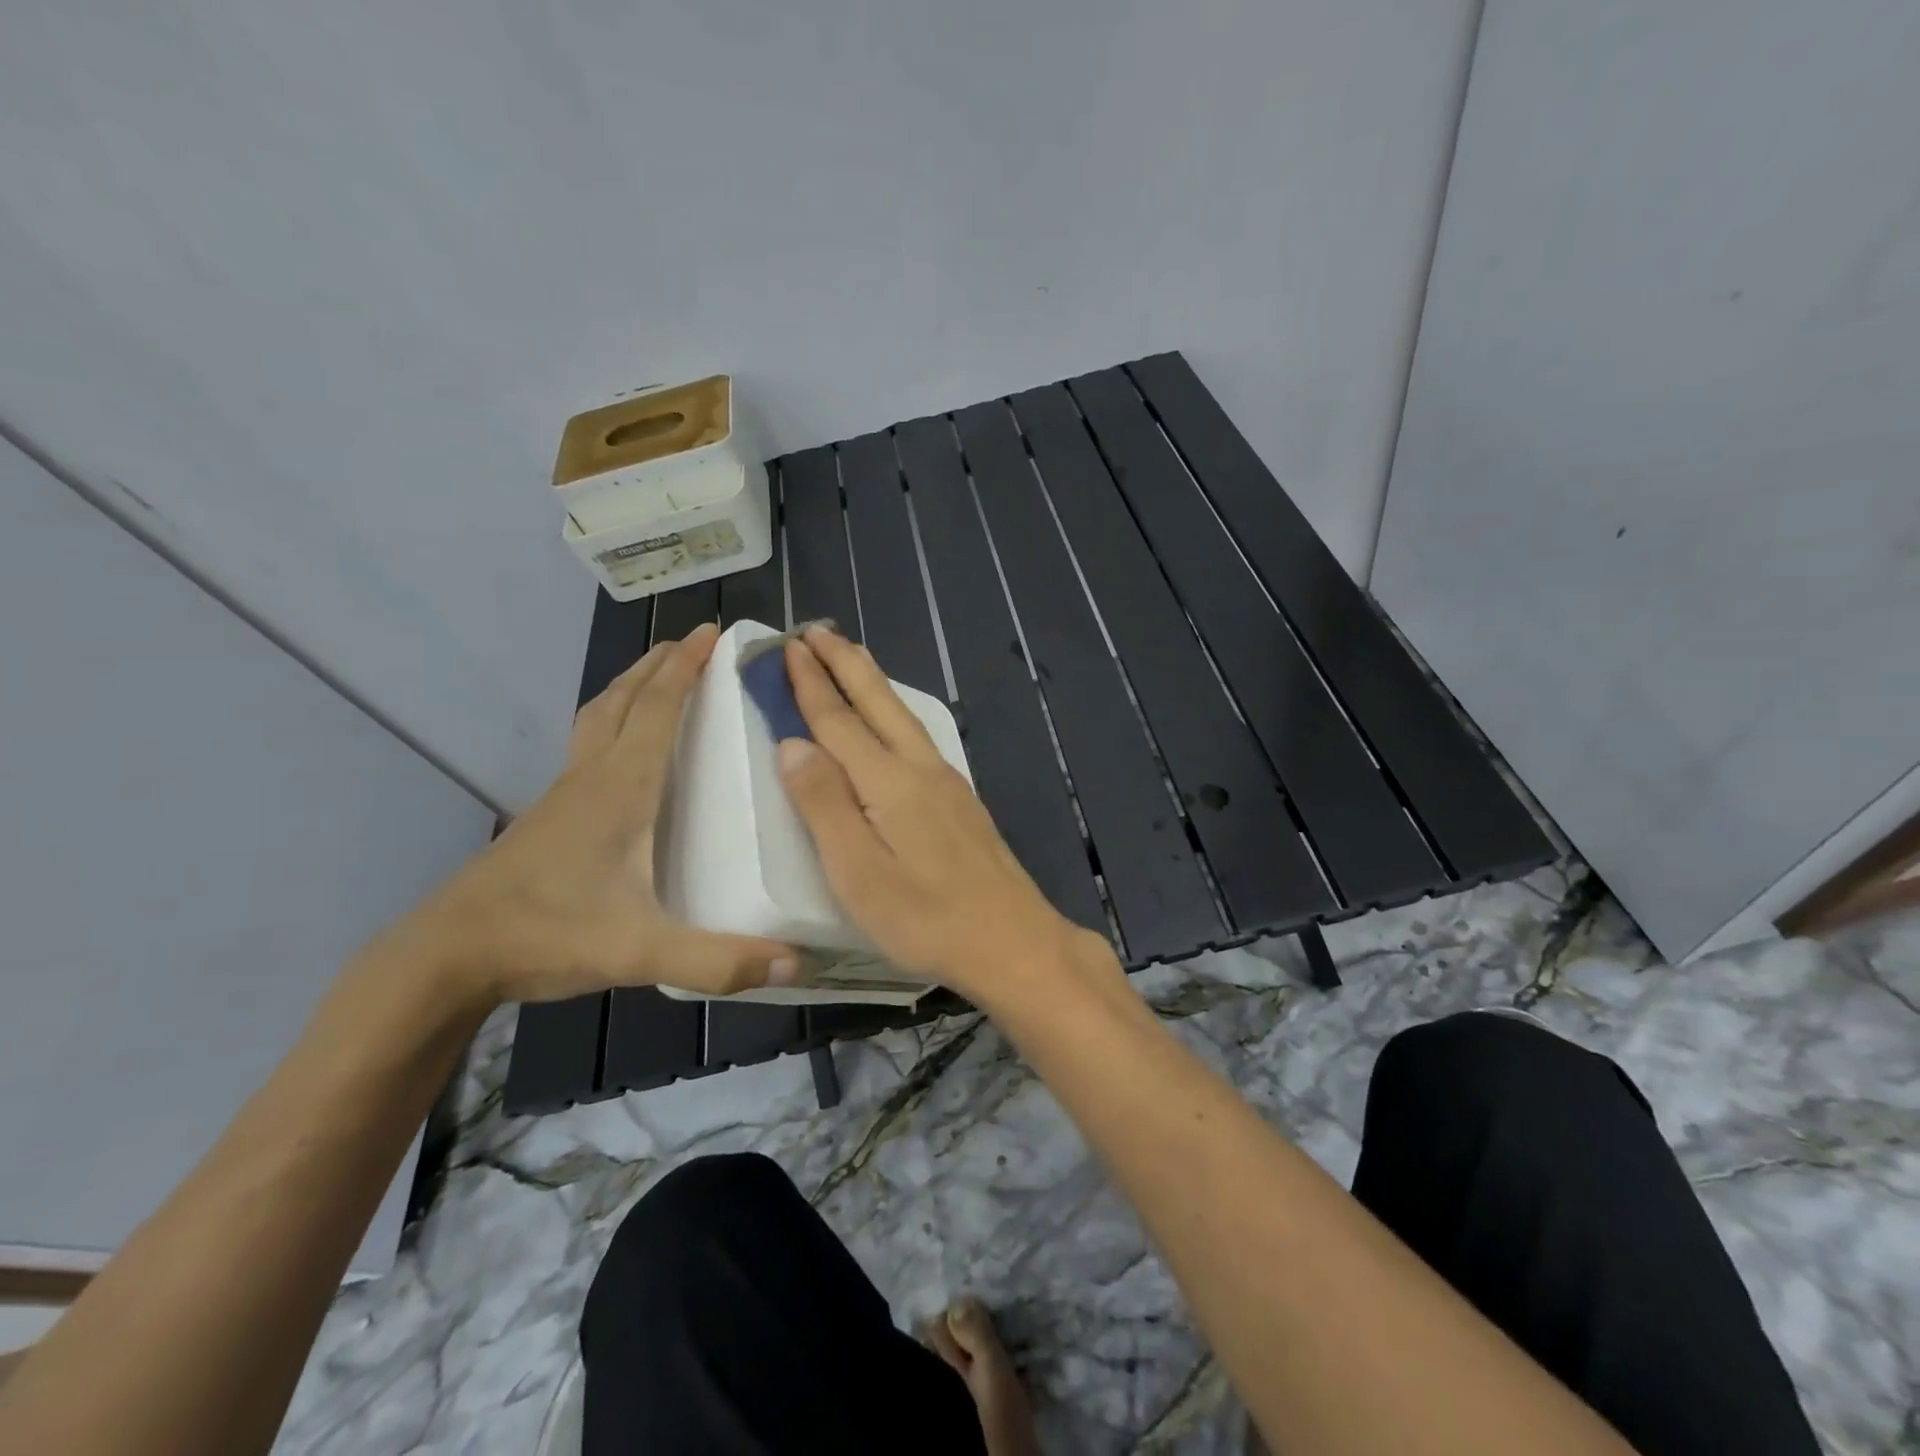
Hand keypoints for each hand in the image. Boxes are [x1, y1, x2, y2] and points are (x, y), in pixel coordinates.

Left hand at [411, 624, 798, 1005]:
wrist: (447, 956)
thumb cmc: (547, 935)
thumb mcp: (641, 952)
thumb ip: (719, 959)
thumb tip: (797, 962)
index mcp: (621, 789)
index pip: (658, 709)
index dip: (687, 667)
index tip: (714, 632)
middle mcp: (592, 777)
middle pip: (625, 699)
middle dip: (660, 663)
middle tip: (693, 641)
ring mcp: (564, 793)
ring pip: (599, 717)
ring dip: (631, 686)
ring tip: (658, 674)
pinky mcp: (549, 814)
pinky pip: (588, 745)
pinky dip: (611, 720)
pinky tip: (621, 748)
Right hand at [775, 626, 1112, 1004]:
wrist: (1012, 939)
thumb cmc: (925, 917)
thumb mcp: (858, 873)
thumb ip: (823, 805)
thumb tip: (793, 743)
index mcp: (888, 782)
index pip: (838, 720)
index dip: (809, 683)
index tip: (786, 646)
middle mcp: (919, 768)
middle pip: (877, 702)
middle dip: (844, 662)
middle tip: (815, 629)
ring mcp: (946, 782)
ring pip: (902, 715)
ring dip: (871, 681)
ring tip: (850, 657)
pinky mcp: (960, 800)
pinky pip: (917, 735)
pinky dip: (893, 711)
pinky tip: (891, 720)